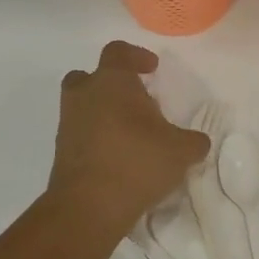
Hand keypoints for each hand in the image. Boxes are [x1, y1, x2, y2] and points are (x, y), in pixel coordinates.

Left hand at [47, 41, 209, 231]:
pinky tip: (120, 158)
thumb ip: (193, 141)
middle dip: (112, 84)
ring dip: (104, 113)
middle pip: (90, 76)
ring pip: (83, 106)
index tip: (152, 70)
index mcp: (111, 81)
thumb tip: (198, 142)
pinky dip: (97, 138)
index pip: (118, 52)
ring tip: (132, 134)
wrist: (88, 207)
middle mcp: (84, 95)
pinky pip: (81, 134)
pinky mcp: (61, 152)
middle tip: (135, 101)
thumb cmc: (137, 162)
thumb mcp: (181, 151)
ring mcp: (68, 124)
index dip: (136, 56)